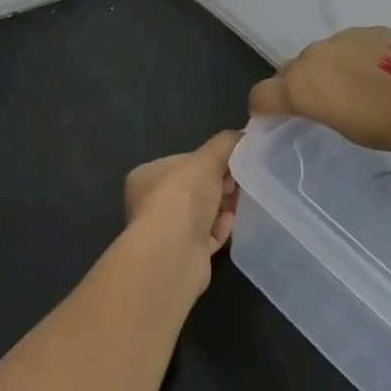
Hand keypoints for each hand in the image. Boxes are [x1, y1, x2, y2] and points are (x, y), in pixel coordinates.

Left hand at [123, 132, 240, 281]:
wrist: (174, 253)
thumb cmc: (183, 196)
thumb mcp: (206, 159)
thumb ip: (224, 144)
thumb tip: (243, 135)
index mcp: (147, 176)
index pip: (181, 162)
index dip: (208, 161)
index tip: (232, 162)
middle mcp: (151, 204)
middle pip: (193, 188)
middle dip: (218, 184)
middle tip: (239, 182)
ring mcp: (166, 232)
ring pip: (201, 214)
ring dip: (221, 207)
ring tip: (240, 201)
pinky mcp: (183, 255)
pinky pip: (207, 236)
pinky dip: (220, 229)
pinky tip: (232, 223)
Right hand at [248, 27, 390, 152]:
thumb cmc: (390, 126)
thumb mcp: (345, 129)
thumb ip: (318, 109)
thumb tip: (316, 101)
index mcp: (300, 86)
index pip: (261, 95)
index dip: (261, 109)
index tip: (271, 119)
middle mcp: (313, 56)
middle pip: (288, 71)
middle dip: (293, 87)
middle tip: (315, 106)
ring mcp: (341, 38)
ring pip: (318, 55)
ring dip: (323, 70)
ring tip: (349, 89)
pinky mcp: (368, 29)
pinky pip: (346, 45)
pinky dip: (349, 59)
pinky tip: (374, 74)